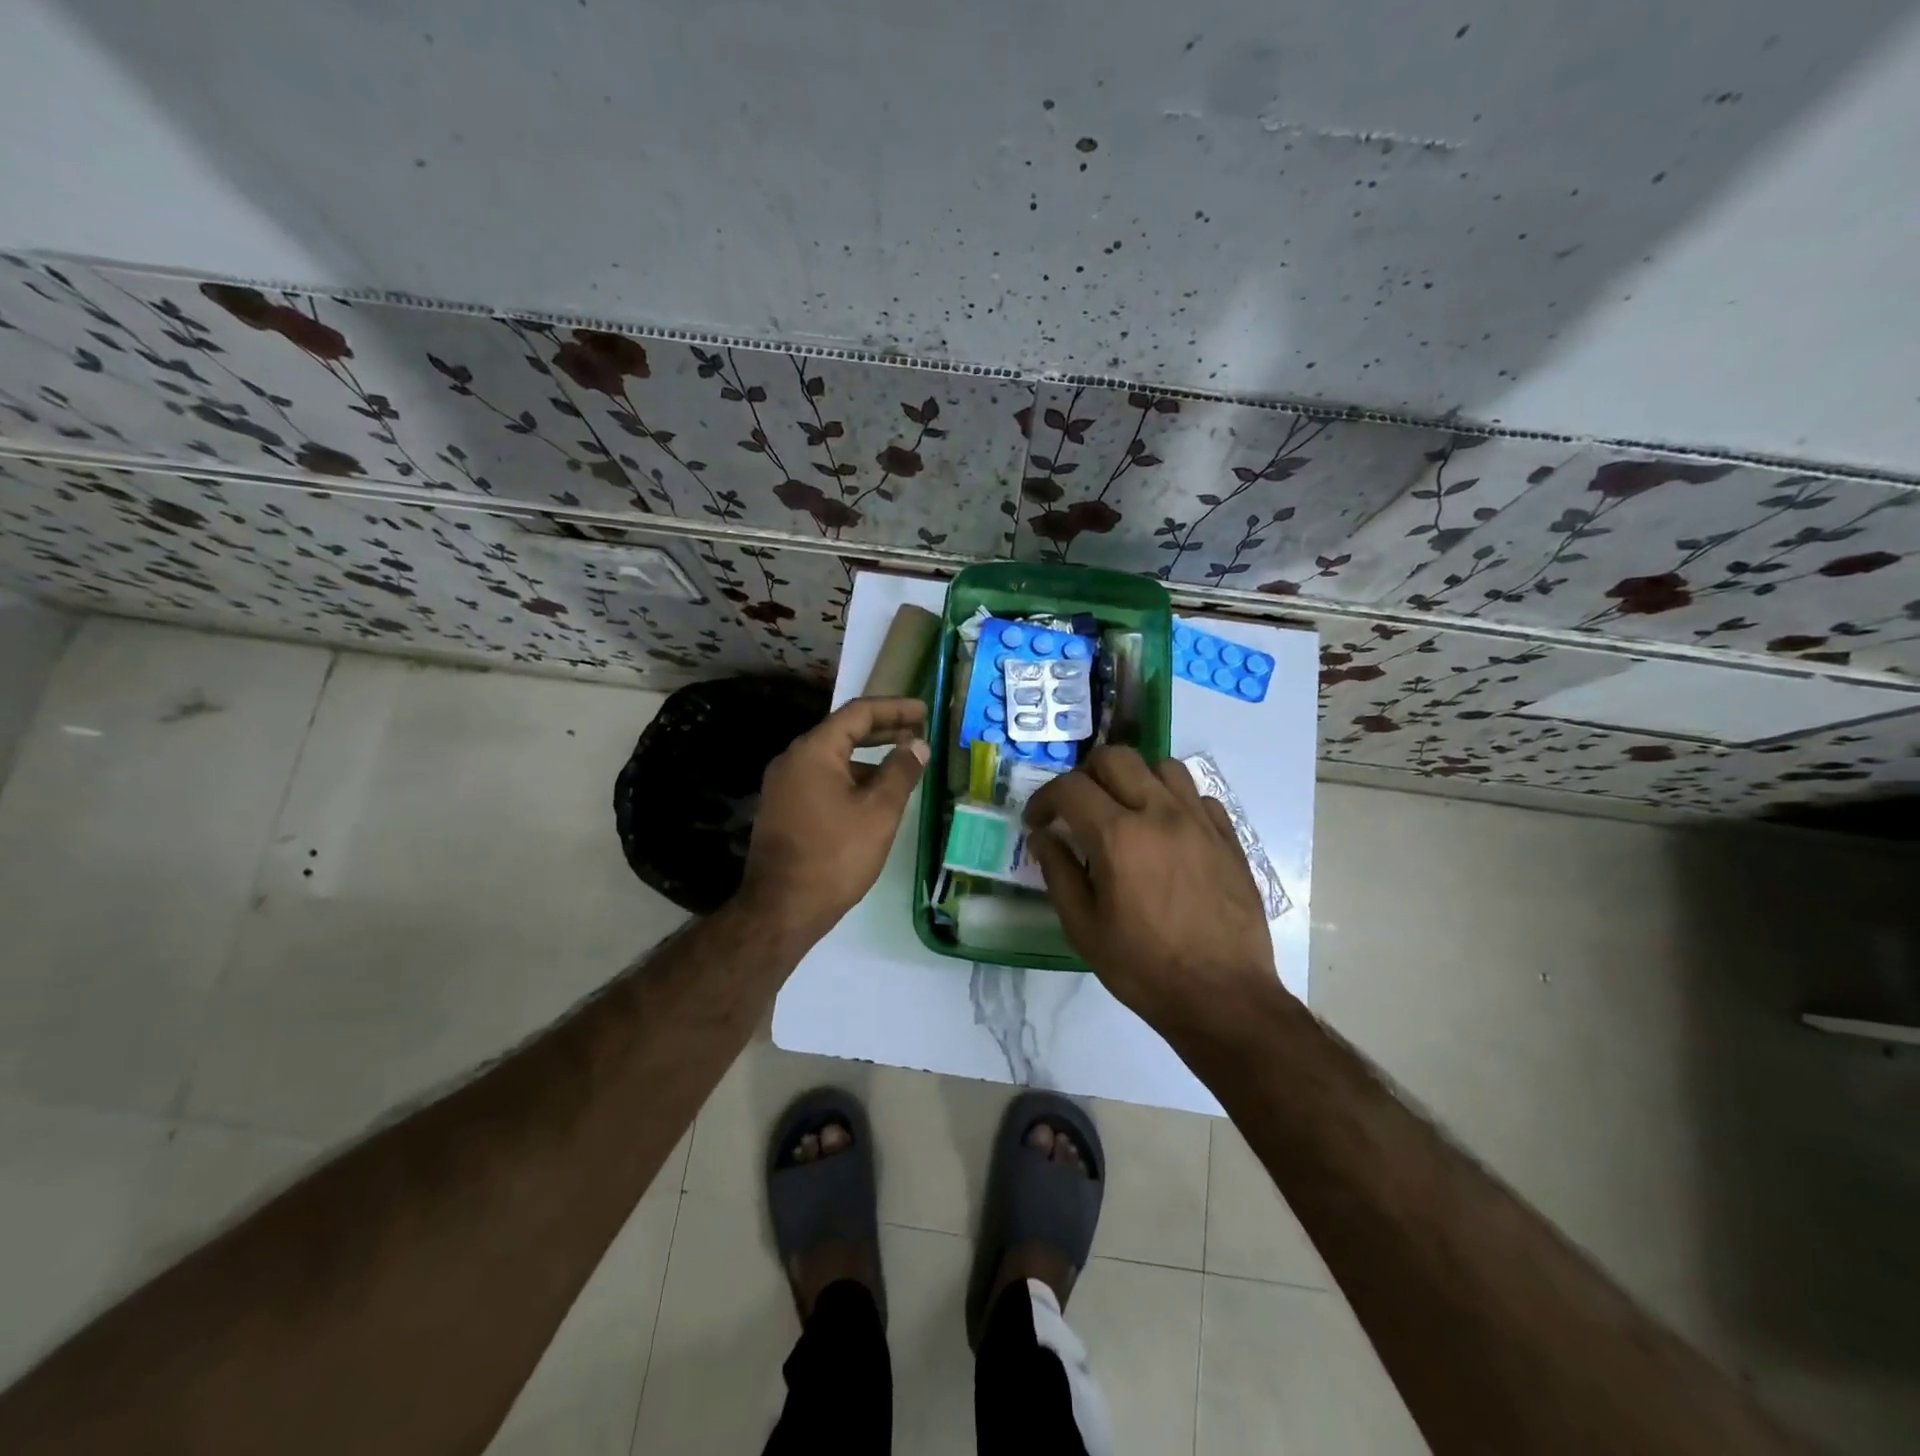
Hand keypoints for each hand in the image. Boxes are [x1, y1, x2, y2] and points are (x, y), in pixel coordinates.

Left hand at [741, 696, 928, 939]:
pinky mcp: (783, 808)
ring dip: (868, 757)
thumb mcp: (879, 813)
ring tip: (902, 765)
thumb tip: (918, 746)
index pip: (858, 713)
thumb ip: (901, 772)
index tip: (924, 710)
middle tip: (918, 732)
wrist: (781, 908)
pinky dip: (851, 777)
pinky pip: (822, 779)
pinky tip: (873, 795)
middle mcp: (793, 759)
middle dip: (883, 730)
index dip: (894, 708)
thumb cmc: (835, 856)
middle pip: (843, 732)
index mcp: (814, 751)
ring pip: (832, 758)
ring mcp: (783, 785)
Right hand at [1023, 747, 1280, 1039]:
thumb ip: (1058, 873)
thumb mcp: (1083, 928)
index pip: (1071, 787)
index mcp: (1118, 836)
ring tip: (1126, 811)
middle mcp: (1160, 813)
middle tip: (1078, 808)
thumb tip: (1043, 837)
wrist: (1222, 996)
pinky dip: (1173, 801)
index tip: (1038, 821)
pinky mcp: (1228, 836)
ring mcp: (1199, 821)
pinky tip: (1166, 832)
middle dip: (1086, 775)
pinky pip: (1197, 795)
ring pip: (1162, 766)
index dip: (1045, 798)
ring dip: (1134, 779)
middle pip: (1116, 758)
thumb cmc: (1144, 968)